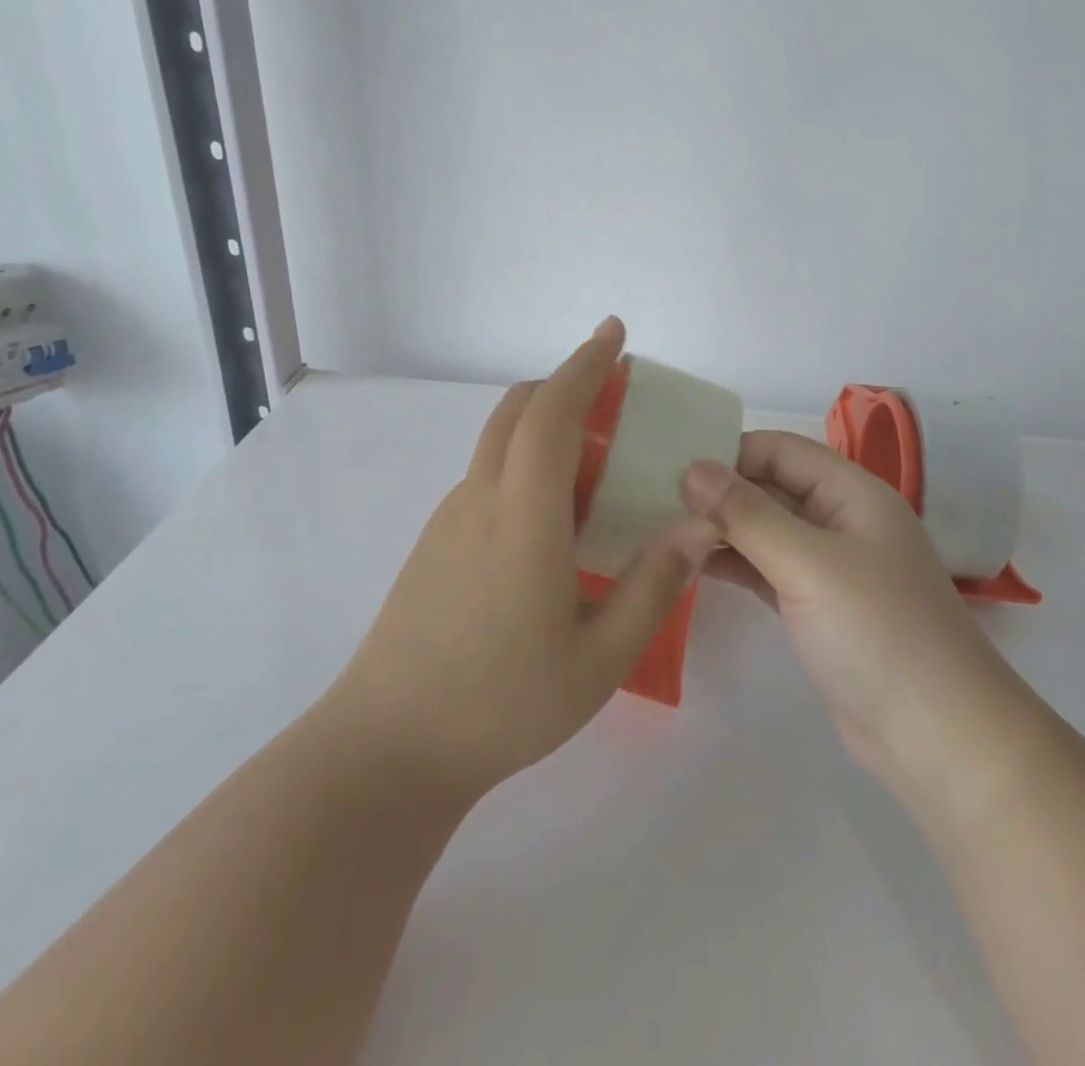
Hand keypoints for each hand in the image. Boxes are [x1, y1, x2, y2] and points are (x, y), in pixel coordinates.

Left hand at [325, 318, 717, 806]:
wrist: (386, 750)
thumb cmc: (501, 704)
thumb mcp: (599, 657)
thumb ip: (652, 585)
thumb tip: (698, 526)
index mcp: (522, 517)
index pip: (552, 413)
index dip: (585, 366)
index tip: (614, 335)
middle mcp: (481, 501)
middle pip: (517, 411)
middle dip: (566, 384)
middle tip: (616, 393)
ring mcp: (450, 521)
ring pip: (500, 443)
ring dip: (547, 426)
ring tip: (600, 463)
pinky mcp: (436, 544)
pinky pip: (489, 477)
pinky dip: (528, 463)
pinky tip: (557, 518)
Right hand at [682, 434, 1028, 803]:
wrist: (938, 737)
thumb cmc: (877, 632)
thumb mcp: (808, 564)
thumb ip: (748, 514)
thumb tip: (692, 468)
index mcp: (852, 493)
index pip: (781, 449)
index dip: (730, 452)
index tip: (673, 467)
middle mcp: (841, 520)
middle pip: (771, 487)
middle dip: (719, 492)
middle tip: (655, 501)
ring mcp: (829, 566)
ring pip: (765, 531)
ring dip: (721, 530)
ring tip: (663, 532)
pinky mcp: (816, 607)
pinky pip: (767, 570)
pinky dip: (733, 565)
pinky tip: (691, 567)